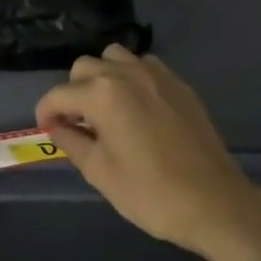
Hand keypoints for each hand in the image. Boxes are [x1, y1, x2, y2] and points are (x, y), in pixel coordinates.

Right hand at [36, 44, 260, 253]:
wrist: (215, 203)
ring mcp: (157, 75)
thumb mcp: (100, 172)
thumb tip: (57, 127)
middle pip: (84, 67)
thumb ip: (72, 142)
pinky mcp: (179, 85)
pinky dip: (130, 78)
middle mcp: (127, 74)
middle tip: (76, 123)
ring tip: (105, 109)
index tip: (47, 130)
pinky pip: (144, 66)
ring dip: (101, 77)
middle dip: (72, 92)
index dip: (45, 112)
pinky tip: (135, 107)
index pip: (59, 94)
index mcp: (102, 95)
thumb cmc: (150, 193)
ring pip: (114, 57)